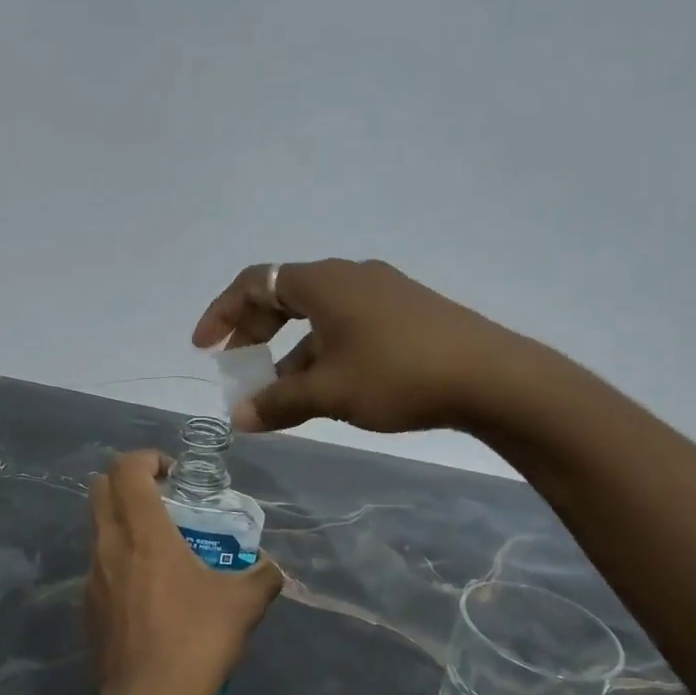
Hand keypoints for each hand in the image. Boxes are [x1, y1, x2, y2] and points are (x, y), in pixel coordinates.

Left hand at [86, 451, 282, 694]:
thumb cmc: (195, 641)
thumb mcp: (244, 604)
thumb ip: (263, 576)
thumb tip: (272, 568)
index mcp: (143, 532)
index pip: (125, 468)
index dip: (146, 458)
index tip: (172, 474)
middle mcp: (108, 545)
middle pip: (100, 488)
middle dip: (128, 482)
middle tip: (163, 499)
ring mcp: (91, 578)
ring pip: (97, 529)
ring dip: (123, 523)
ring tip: (161, 549)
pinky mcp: (86, 609)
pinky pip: (99, 568)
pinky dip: (118, 562)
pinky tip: (148, 595)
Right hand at [192, 259, 522, 433]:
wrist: (491, 376)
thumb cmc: (397, 375)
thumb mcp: (328, 392)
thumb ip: (278, 403)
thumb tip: (237, 418)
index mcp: (324, 282)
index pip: (255, 283)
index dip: (222, 312)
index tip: (205, 346)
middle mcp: (350, 276)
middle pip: (284, 296)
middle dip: (253, 333)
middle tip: (236, 367)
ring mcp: (382, 292)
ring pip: (318, 317)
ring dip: (289, 352)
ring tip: (278, 394)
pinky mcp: (406, 313)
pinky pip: (346, 326)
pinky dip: (322, 352)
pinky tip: (326, 388)